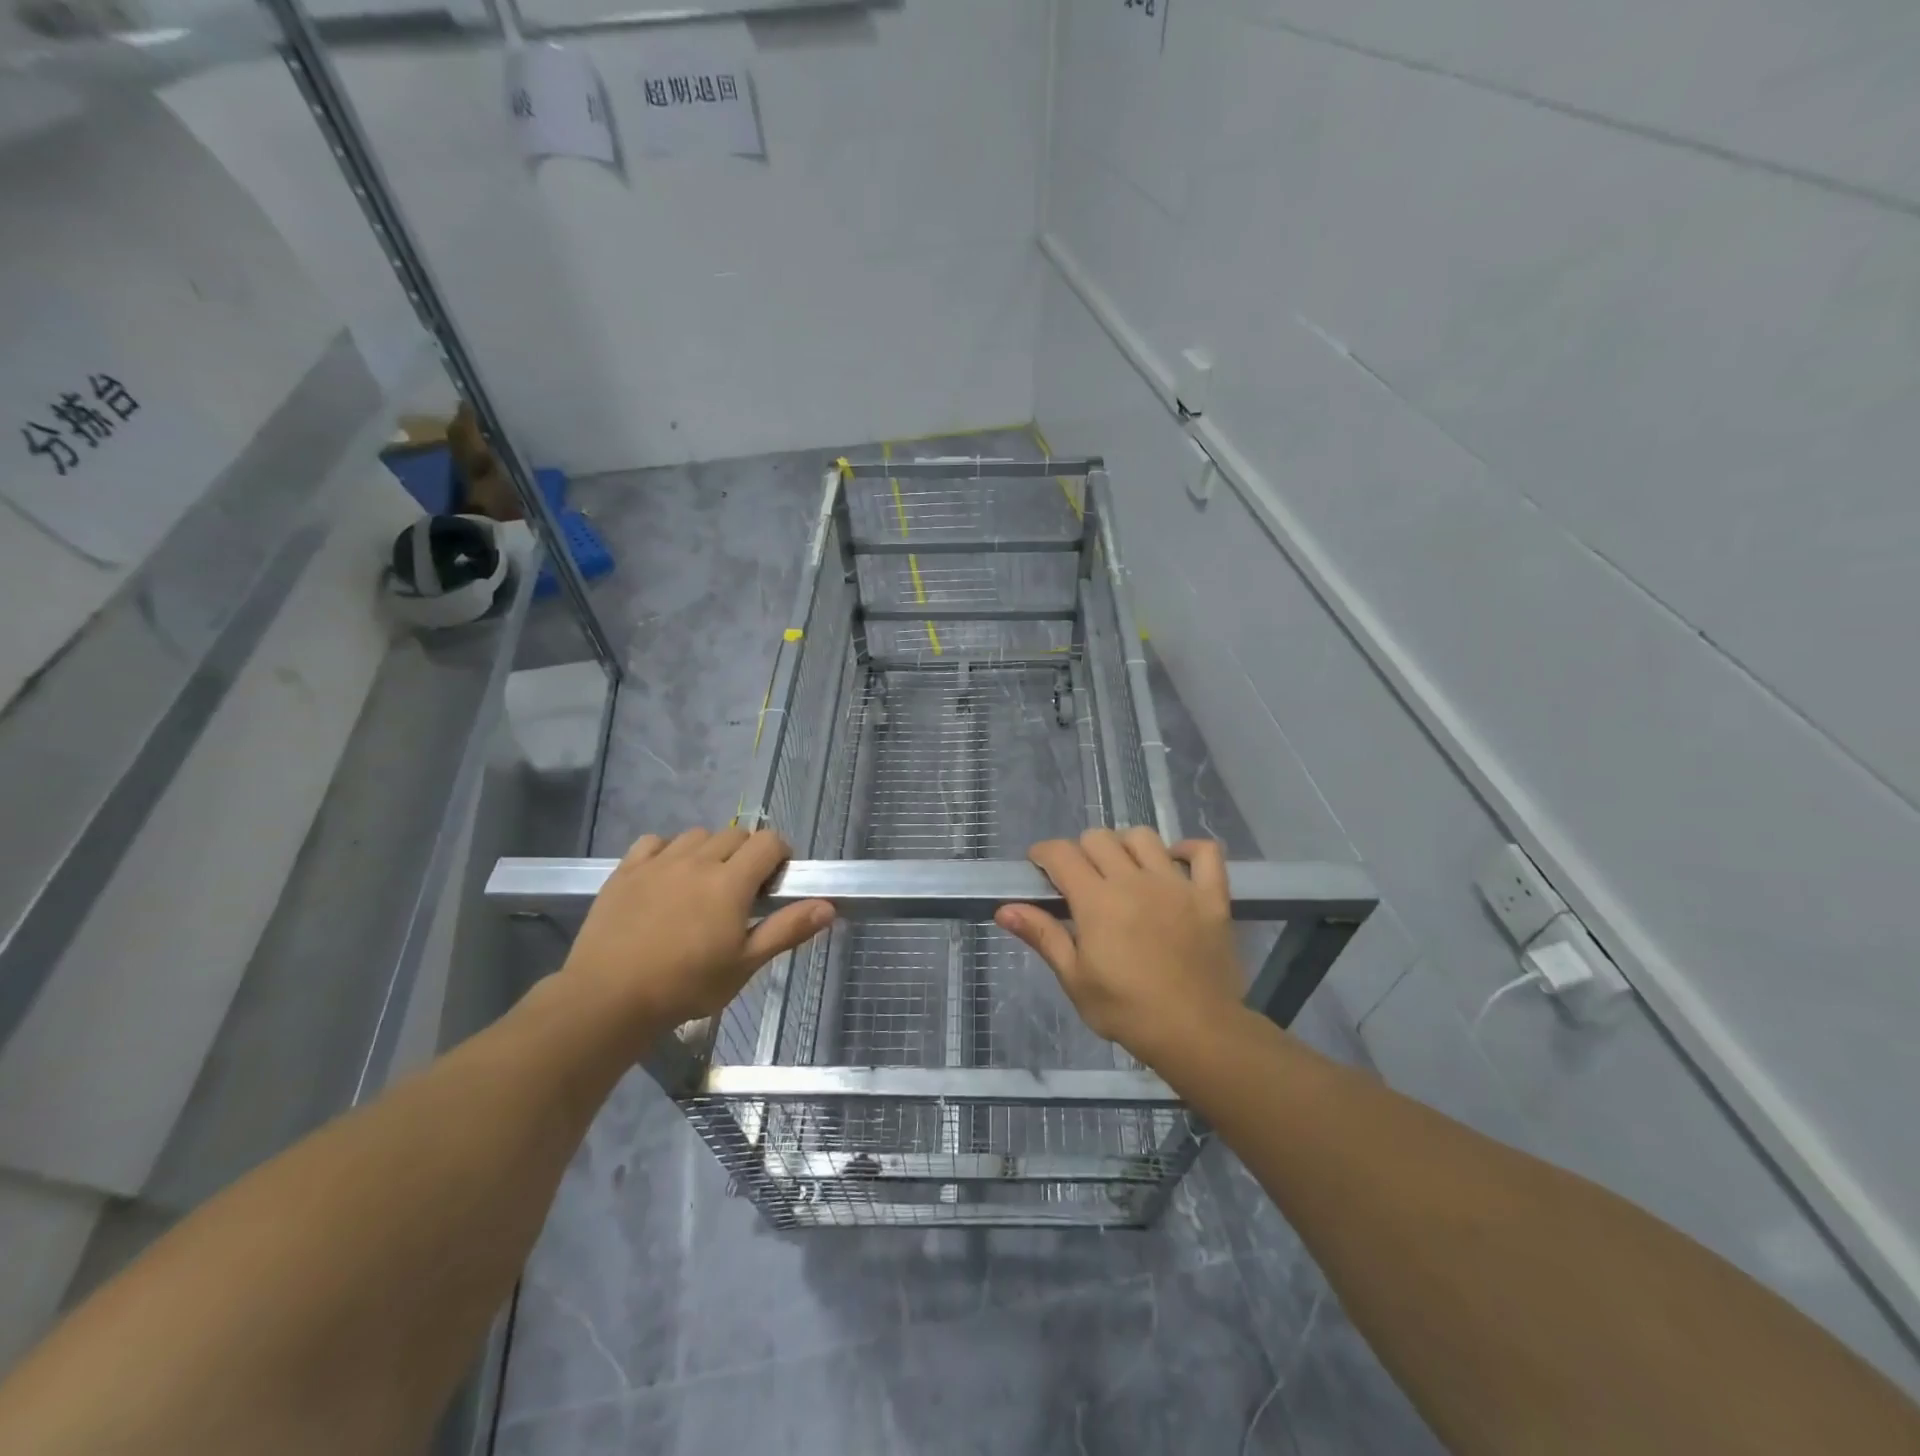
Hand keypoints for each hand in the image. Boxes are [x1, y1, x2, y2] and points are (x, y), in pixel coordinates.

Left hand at [558, 827, 833, 1034]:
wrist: (607, 998)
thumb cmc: (685, 985)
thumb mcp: (744, 964)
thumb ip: (787, 929)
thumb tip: (828, 906)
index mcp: (731, 881)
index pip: (769, 842)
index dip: (780, 855)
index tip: (776, 882)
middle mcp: (698, 860)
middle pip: (735, 835)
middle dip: (748, 854)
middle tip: (742, 890)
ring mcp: (658, 862)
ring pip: (697, 836)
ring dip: (710, 850)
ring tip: (704, 883)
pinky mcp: (626, 871)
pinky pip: (654, 842)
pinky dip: (668, 851)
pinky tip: (666, 876)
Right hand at [996, 829, 1245, 1064]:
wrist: (1197, 1032)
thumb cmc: (1127, 1010)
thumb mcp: (1075, 979)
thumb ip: (1043, 936)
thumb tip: (1004, 909)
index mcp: (1097, 900)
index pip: (1061, 853)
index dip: (1044, 854)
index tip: (1040, 868)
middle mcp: (1134, 880)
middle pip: (1099, 838)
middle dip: (1081, 850)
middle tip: (1081, 880)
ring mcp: (1176, 884)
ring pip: (1144, 837)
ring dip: (1126, 846)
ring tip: (1124, 870)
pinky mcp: (1211, 895)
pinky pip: (1206, 852)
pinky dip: (1190, 850)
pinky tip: (1177, 863)